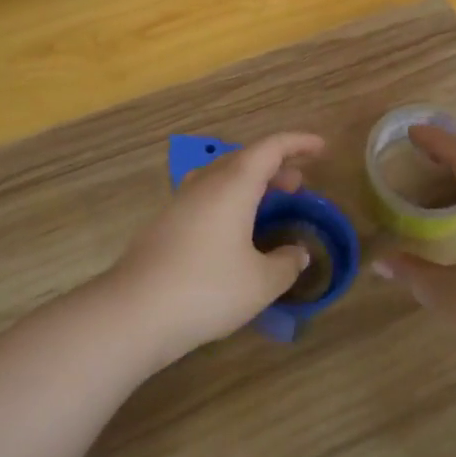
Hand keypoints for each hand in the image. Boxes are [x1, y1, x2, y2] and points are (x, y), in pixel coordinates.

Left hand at [114, 131, 326, 358]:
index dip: (298, 143)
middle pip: (244, 159)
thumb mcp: (261, 282)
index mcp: (233, 185)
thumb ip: (287, 263)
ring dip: (249, 183)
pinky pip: (205, 197)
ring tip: (268, 204)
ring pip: (221, 177)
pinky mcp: (164, 224)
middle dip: (275, 166)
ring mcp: (180, 202)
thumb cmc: (207, 289)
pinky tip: (233, 232)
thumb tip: (298, 253)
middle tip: (298, 186)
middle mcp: (205, 184)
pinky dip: (229, 201)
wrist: (134, 312)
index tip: (321, 147)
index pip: (270, 148)